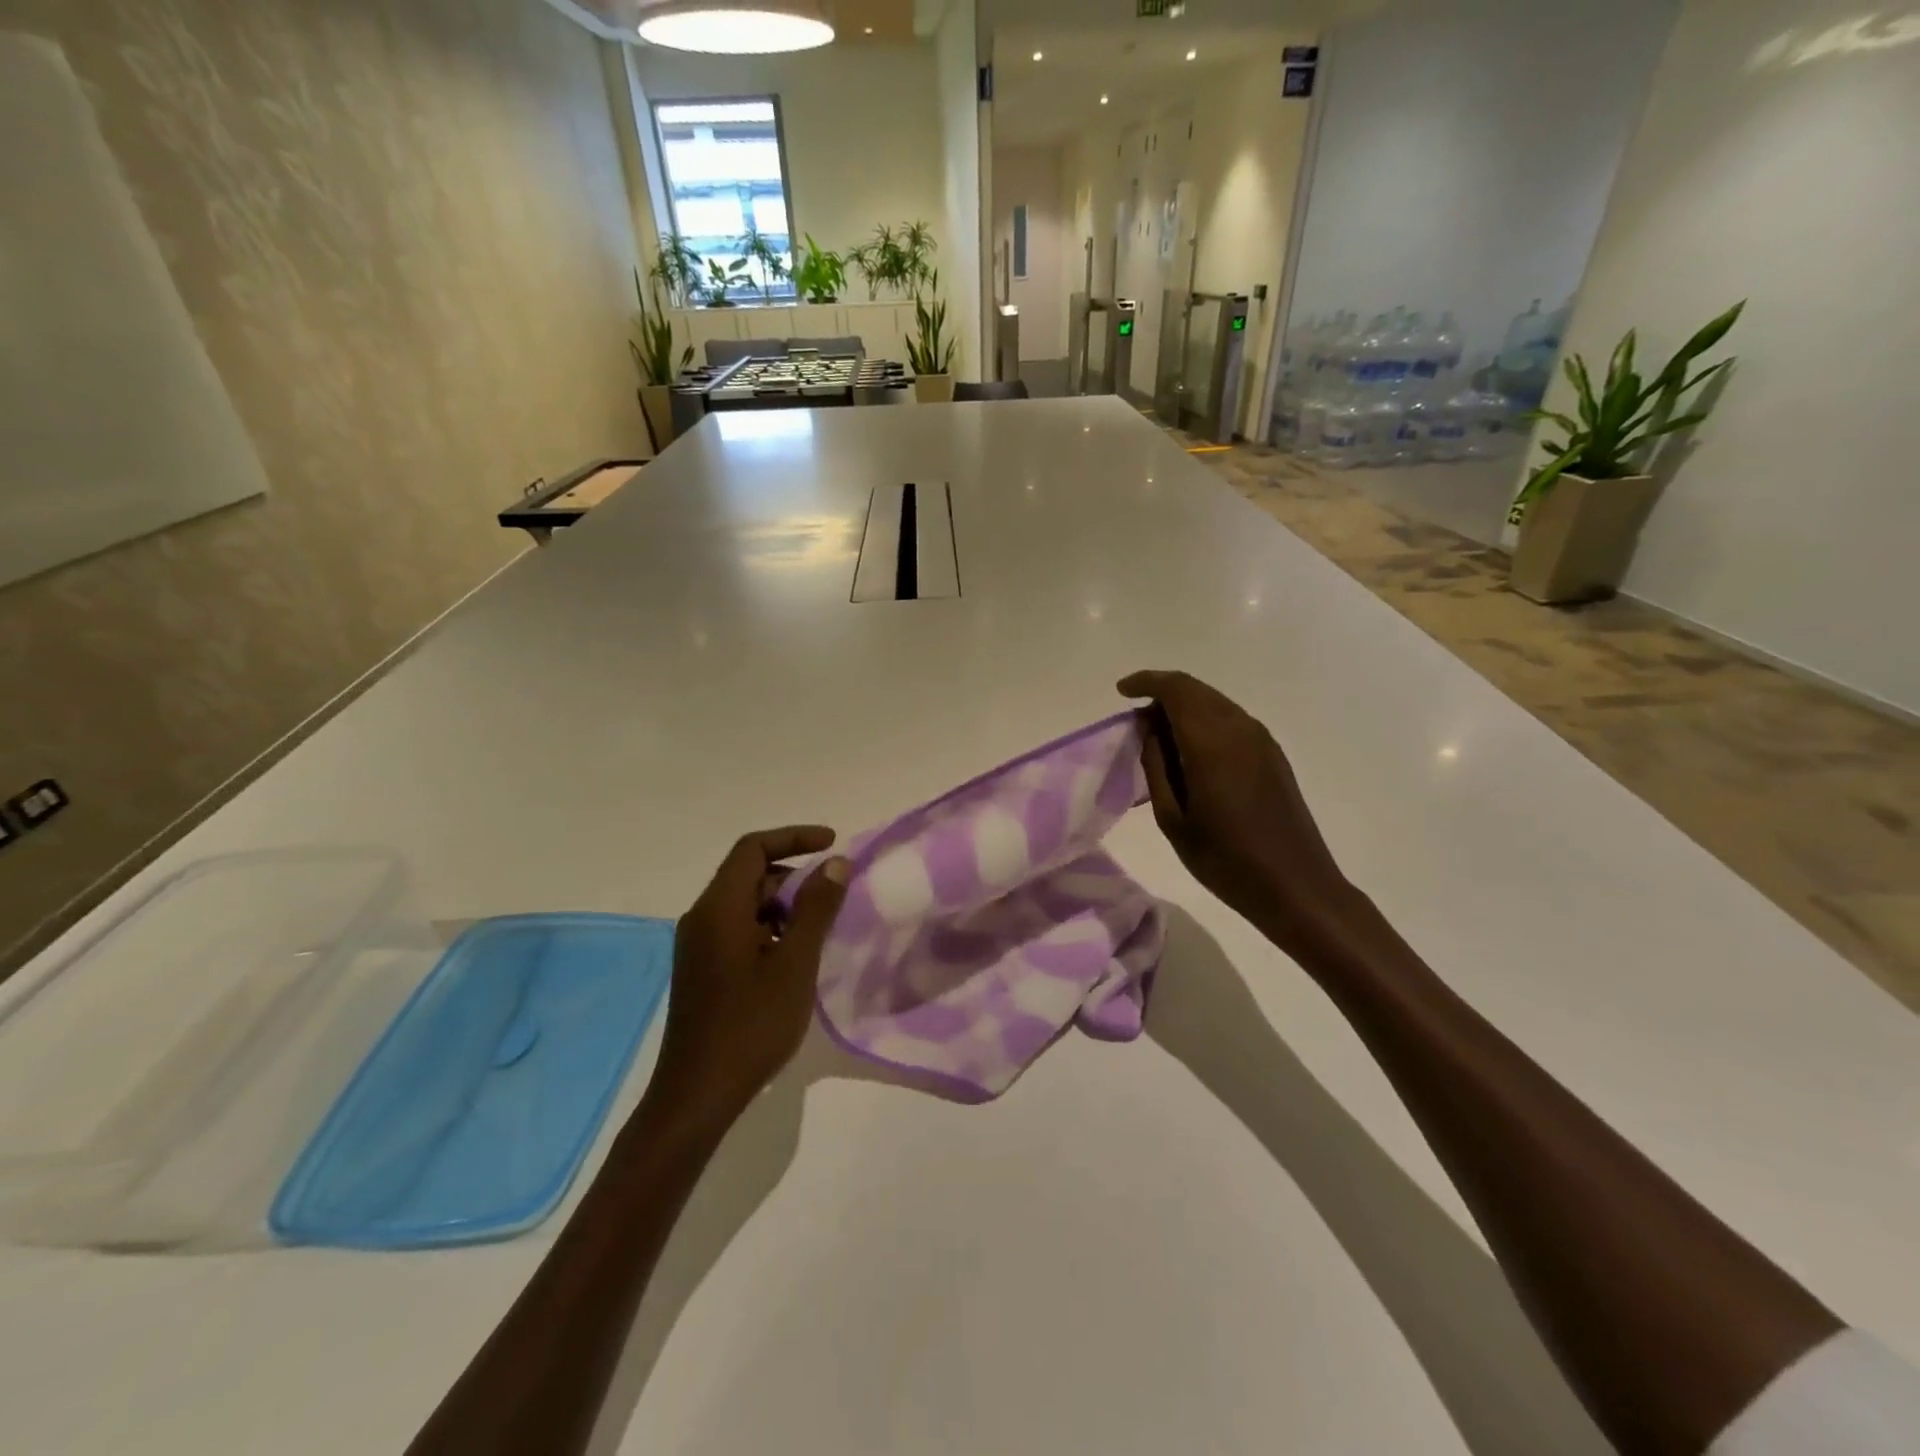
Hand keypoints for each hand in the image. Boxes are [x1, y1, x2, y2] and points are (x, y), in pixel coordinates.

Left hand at [653, 827, 849, 1122]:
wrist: (697, 1096)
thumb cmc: (751, 1025)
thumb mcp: (795, 963)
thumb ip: (816, 908)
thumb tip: (835, 863)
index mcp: (719, 909)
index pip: (753, 848)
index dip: (794, 837)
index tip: (833, 844)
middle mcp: (702, 918)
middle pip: (748, 874)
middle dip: (793, 876)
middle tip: (833, 897)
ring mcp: (698, 946)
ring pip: (745, 905)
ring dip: (783, 906)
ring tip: (818, 932)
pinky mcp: (702, 970)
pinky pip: (738, 930)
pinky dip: (769, 929)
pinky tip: (794, 959)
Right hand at [1118, 670, 1360, 955]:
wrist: (1295, 886)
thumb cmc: (1224, 858)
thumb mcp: (1173, 818)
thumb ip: (1157, 765)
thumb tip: (1149, 728)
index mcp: (1212, 741)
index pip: (1175, 689)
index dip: (1146, 682)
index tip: (1121, 692)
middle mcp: (1240, 728)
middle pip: (1196, 690)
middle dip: (1163, 694)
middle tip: (1136, 722)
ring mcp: (1261, 740)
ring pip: (1215, 703)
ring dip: (1184, 708)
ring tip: (1159, 739)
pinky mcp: (1272, 755)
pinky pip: (1231, 721)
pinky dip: (1204, 722)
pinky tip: (1191, 753)